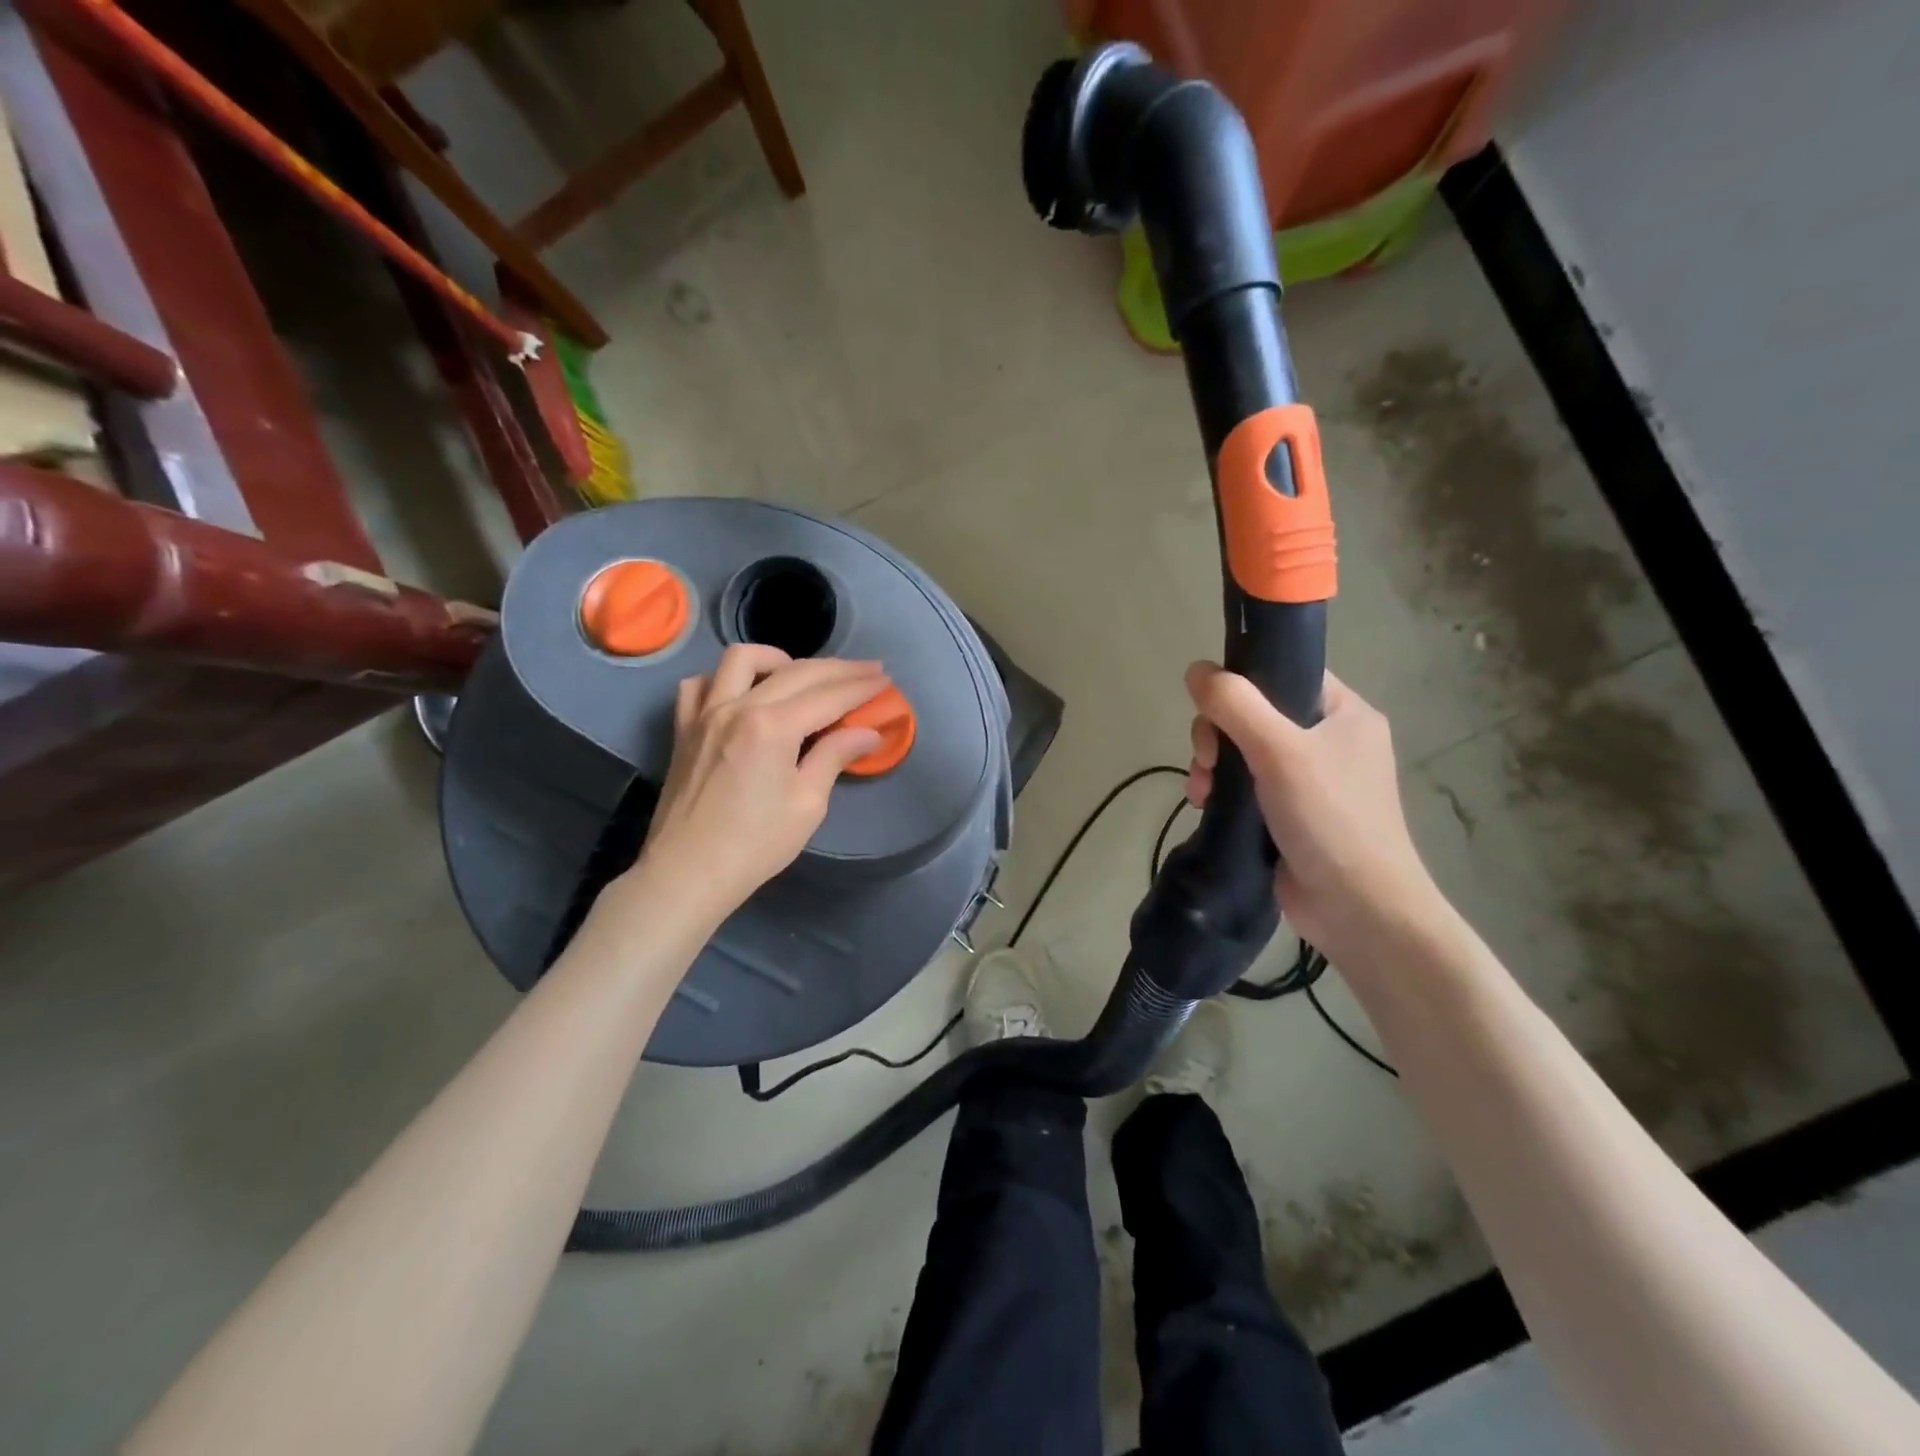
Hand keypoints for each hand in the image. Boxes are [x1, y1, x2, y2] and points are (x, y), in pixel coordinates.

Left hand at [629, 646, 887, 922]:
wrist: (688, 872)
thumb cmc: (756, 844)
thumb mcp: (807, 804)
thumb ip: (835, 756)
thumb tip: (868, 732)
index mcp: (773, 726)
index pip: (828, 695)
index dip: (861, 686)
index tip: (885, 680)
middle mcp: (737, 706)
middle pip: (796, 672)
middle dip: (838, 669)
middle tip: (867, 671)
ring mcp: (705, 713)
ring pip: (741, 659)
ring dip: (778, 658)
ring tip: (802, 675)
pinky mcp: (685, 728)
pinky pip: (700, 685)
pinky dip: (724, 679)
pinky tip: (742, 692)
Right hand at [1184, 664, 1442, 962]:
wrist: (1357, 909)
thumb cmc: (1329, 818)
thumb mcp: (1280, 751)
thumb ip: (1236, 705)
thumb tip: (1195, 669)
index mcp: (1345, 713)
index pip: (1286, 673)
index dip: (1244, 682)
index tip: (1214, 709)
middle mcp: (1329, 740)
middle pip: (1254, 713)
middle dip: (1218, 733)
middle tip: (1207, 759)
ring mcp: (1308, 780)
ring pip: (1243, 750)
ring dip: (1214, 765)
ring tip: (1202, 791)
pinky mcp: (1288, 813)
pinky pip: (1245, 784)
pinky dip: (1222, 790)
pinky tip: (1205, 805)